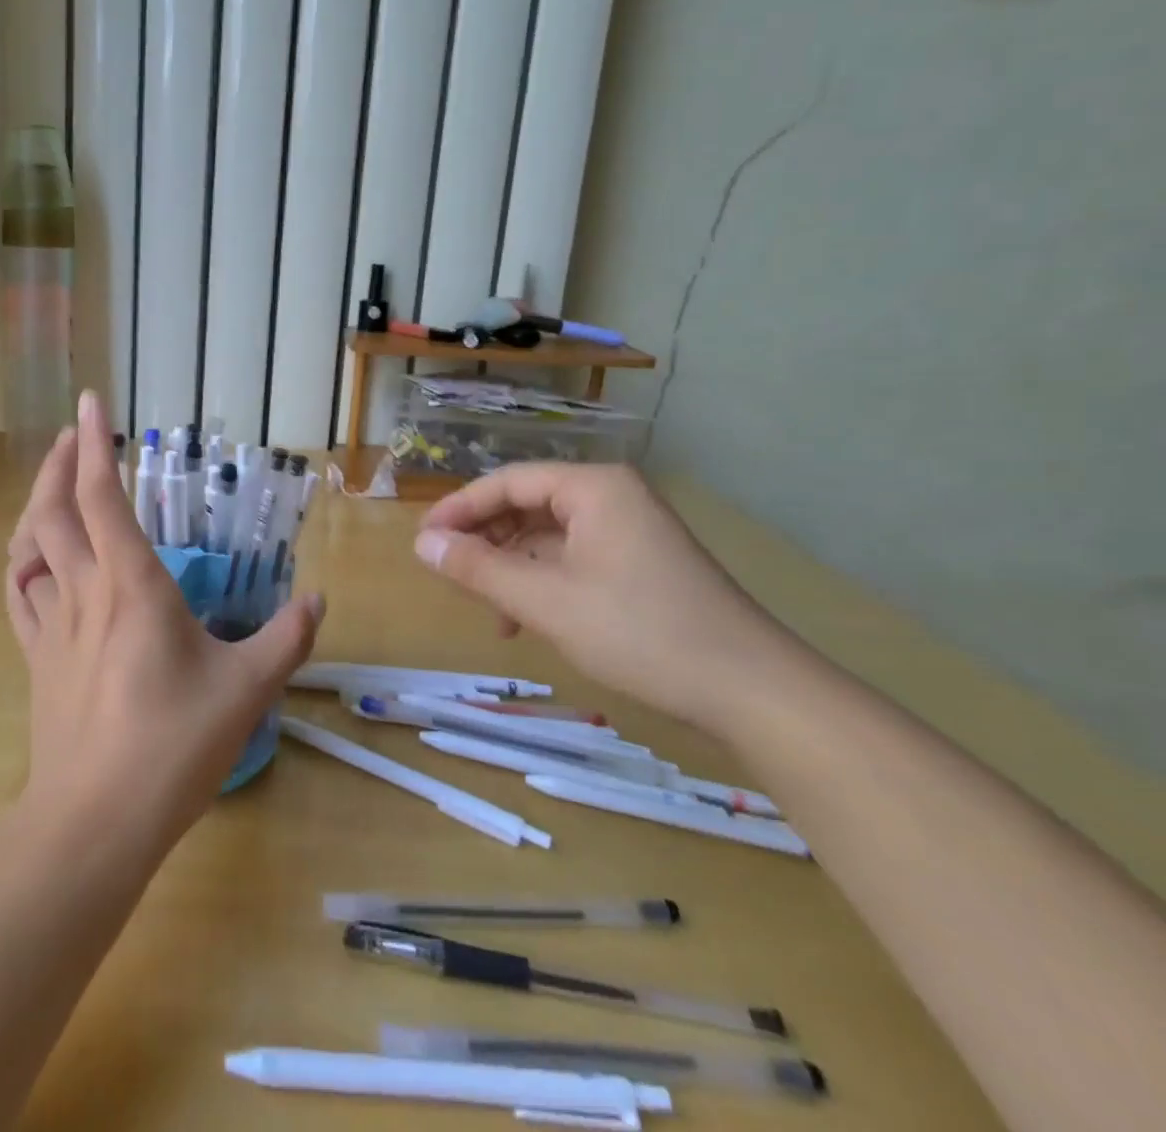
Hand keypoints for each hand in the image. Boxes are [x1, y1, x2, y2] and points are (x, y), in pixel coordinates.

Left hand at [5, 391, 323, 850]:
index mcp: (131, 584)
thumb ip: (286, 639)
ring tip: (52, 486)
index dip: (94, 444)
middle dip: (60, 462)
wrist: (95, 820)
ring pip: (27, 547)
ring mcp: (51, 625)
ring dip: (35, 506)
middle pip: (53, 510)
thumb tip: (317, 601)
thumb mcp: (246, 690)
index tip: (89, 402)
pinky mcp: (36, 659)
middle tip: (74, 433)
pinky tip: (30, 561)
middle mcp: (84, 591)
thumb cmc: (173, 747)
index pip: (102, 496)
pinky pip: (18, 596)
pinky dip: (20, 563)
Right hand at [412, 463, 796, 734]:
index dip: (458, 509)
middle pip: (526, 504)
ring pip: (546, 535)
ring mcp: (629, 531)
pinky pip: (572, 558)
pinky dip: (540, 581)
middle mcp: (611, 497)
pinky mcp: (640, 564)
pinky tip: (524, 619)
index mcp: (592, 487)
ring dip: (509, 566)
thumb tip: (421, 543)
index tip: (423, 541)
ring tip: (485, 606)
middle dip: (484, 539)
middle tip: (449, 573)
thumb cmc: (640, 632)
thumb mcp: (544, 601)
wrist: (752, 691)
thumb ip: (478, 568)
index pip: (506, 482)